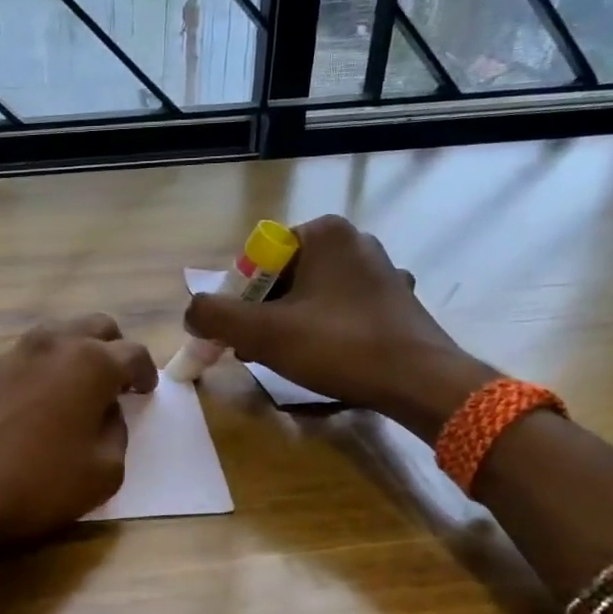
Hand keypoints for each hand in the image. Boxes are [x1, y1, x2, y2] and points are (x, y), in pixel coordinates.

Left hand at [0, 315, 157, 547]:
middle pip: (96, 327)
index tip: (144, 391)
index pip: (133, 353)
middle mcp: (53, 344)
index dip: (146, 373)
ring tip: (77, 390)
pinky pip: (27, 356)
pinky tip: (38, 401)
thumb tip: (107, 413)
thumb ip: (116, 433)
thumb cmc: (34, 484)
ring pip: (58, 335)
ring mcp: (13, 353)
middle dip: (113, 349)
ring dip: (76, 353)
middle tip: (116, 383)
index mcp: (91, 362)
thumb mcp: (103, 472)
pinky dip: (44, 368)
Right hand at [183, 215, 494, 440]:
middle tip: (255, 349)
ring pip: (312, 295)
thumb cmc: (338, 346)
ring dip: (289, 324)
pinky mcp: (396, 298)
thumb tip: (191, 313)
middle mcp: (354, 239)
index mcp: (324, 232)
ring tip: (285, 359)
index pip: (258, 258)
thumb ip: (214, 316)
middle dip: (262, 313)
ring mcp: (381, 269)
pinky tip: (323, 358)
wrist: (420, 382)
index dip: (238, 298)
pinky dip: (323, 329)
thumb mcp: (262, 332)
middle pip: (284, 276)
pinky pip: (341, 308)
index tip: (238, 333)